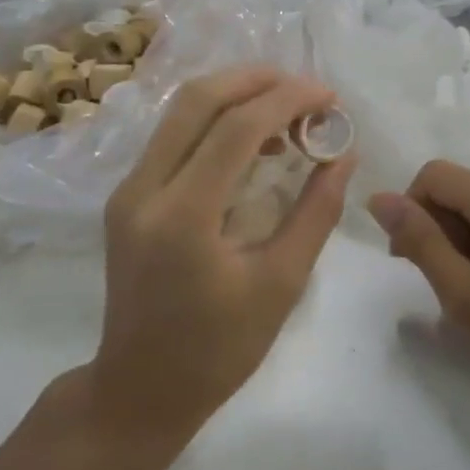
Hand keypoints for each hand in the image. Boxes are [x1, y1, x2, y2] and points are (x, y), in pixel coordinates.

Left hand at [91, 66, 355, 437]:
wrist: (138, 390)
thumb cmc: (217, 351)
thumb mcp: (280, 284)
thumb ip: (316, 212)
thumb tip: (343, 154)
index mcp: (181, 217)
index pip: (235, 128)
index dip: (287, 100)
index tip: (329, 97)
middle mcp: (142, 189)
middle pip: (197, 99)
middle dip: (257, 80)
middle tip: (307, 90)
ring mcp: (127, 189)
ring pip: (180, 110)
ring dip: (235, 95)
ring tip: (287, 108)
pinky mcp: (126, 195)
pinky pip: (173, 135)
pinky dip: (215, 120)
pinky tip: (252, 137)